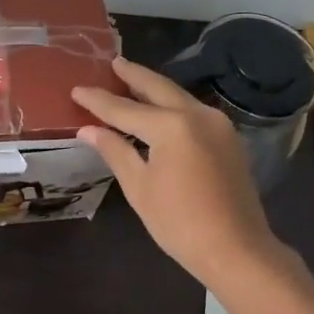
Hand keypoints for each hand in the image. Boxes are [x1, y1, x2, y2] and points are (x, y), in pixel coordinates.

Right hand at [72, 57, 277, 285]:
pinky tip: (158, 111)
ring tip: (131, 81)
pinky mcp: (228, 139)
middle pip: (158, 88)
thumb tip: (89, 130)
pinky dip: (171, 106)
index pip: (124, 108)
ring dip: (154, 89)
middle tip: (113, 63)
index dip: (98, 100)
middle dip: (133, 76)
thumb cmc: (179, 222)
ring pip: (179, 97)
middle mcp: (197, 115)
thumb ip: (115, 151)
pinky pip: (192, 112)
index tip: (77, 89)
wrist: (236, 250)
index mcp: (171, 126)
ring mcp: (218, 125)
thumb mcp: (139, 187)